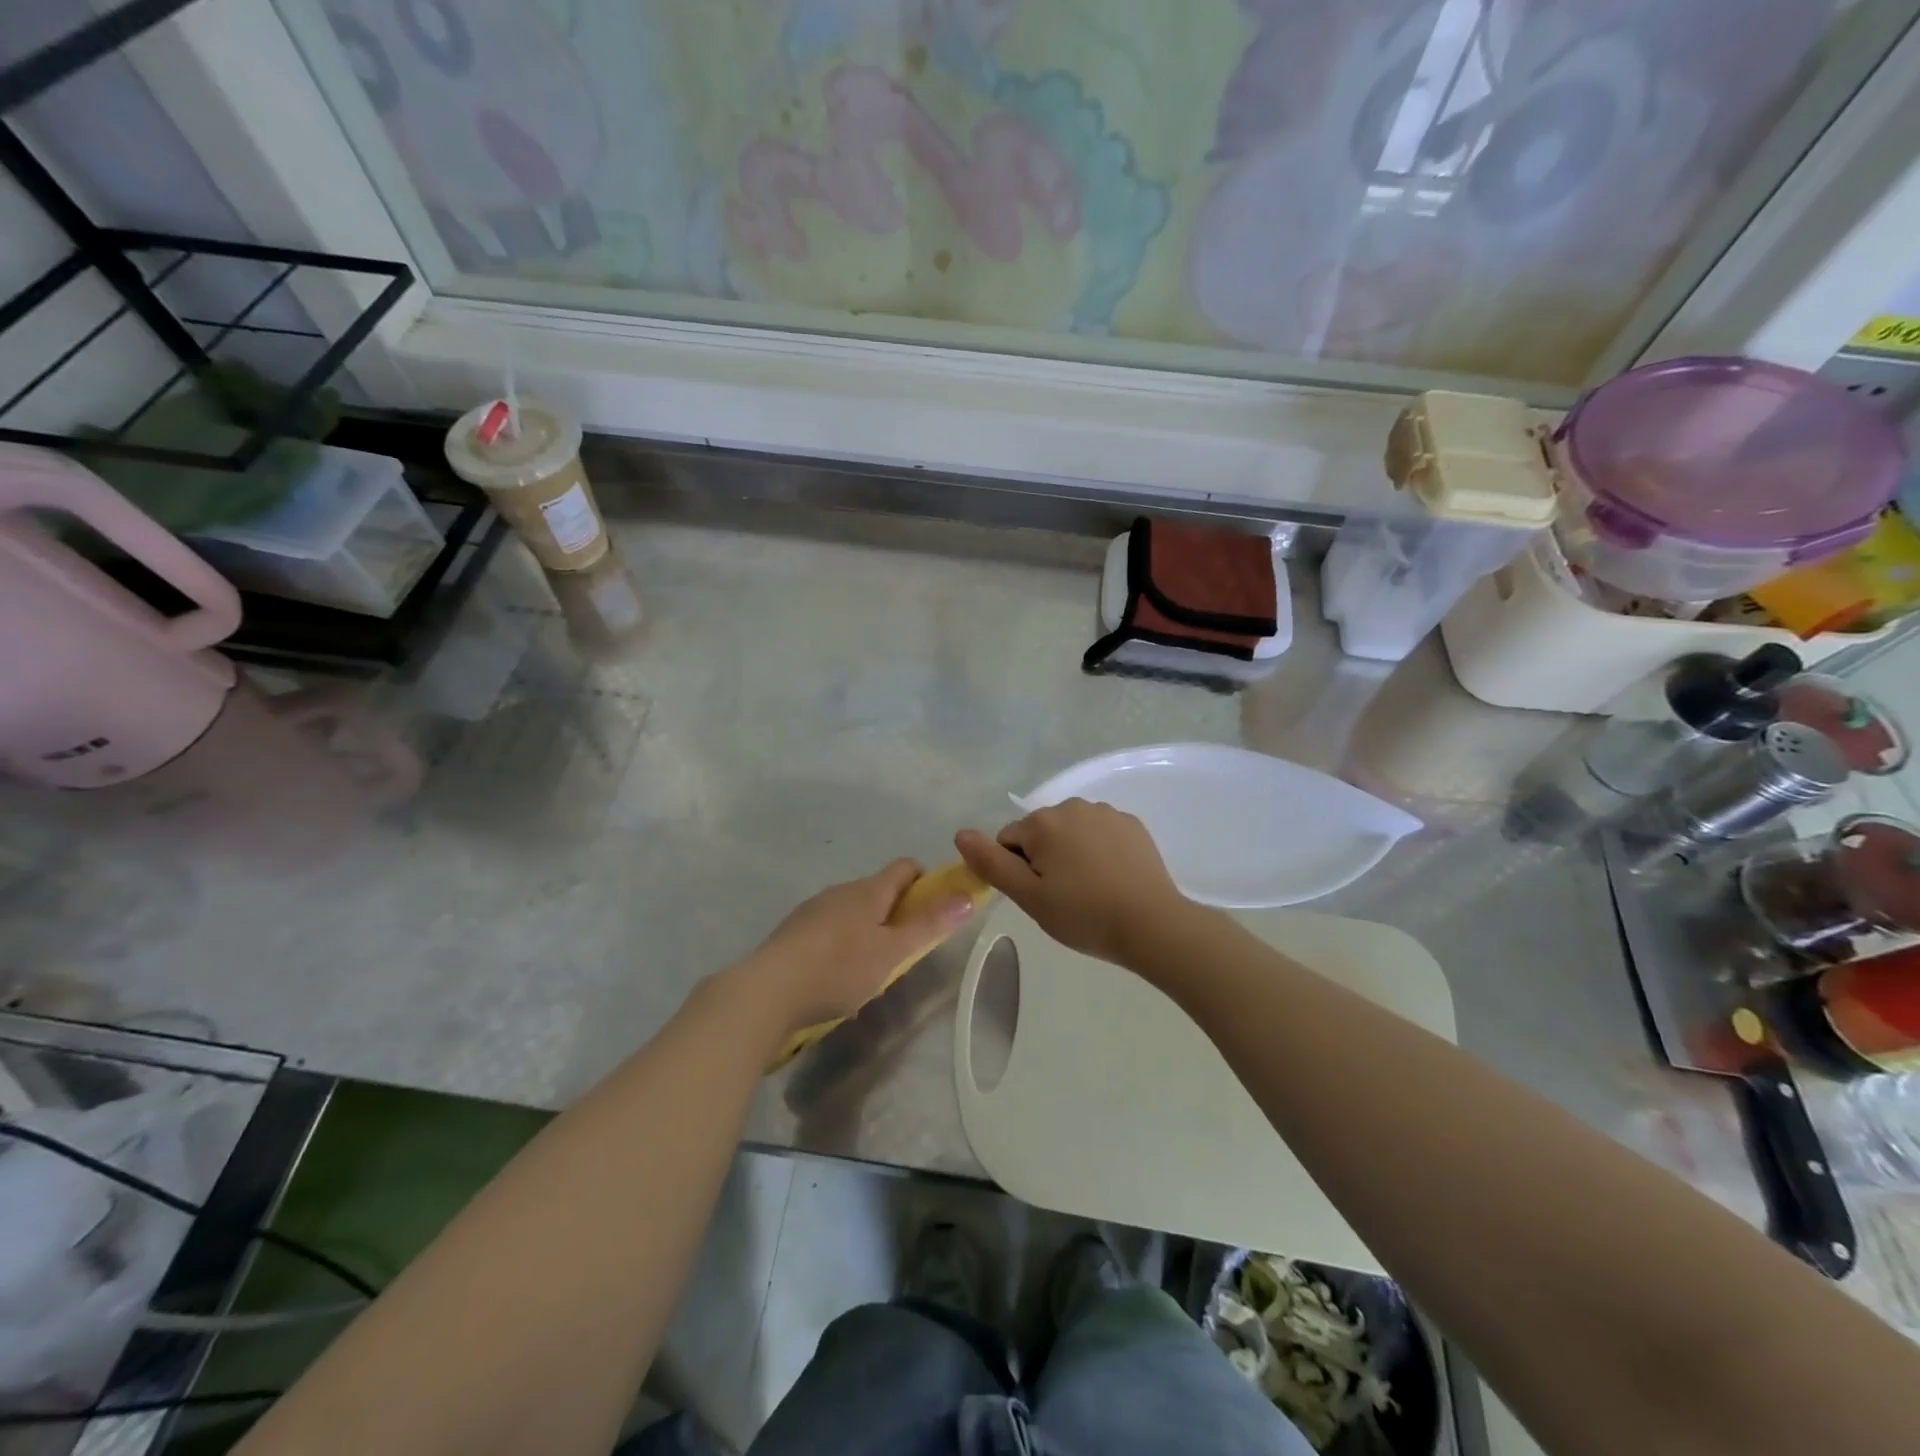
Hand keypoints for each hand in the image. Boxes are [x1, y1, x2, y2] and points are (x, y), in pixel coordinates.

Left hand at [729, 859, 979, 1038]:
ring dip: (869, 931)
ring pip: (852, 911)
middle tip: (905, 950)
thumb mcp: (892, 952)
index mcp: (869, 890)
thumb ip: (929, 925)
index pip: (906, 867)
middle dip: (897, 913)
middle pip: (879, 890)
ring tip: (871, 971)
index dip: (927, 882)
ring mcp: (813, 909)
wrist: (767, 991)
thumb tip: (966, 896)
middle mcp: (841, 890)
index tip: (935, 910)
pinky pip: (829, 930)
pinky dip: (842, 945)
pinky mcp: (793, 932)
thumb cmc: (839, 968)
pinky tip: (837, 979)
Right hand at [955, 799, 1189, 964]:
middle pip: (1040, 833)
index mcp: (1043, 823)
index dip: (1017, 871)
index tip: (1039, 896)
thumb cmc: (1084, 914)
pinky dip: (1099, 851)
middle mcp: (1073, 806)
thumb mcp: (1029, 897)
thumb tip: (960, 834)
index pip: (1008, 841)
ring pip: (1071, 832)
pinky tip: (1112, 879)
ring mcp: (1106, 813)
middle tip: (1063, 897)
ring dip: (1071, 853)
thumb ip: (992, 863)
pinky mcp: (1132, 824)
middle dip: (1044, 859)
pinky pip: (1100, 833)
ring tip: (1090, 890)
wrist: (1152, 924)